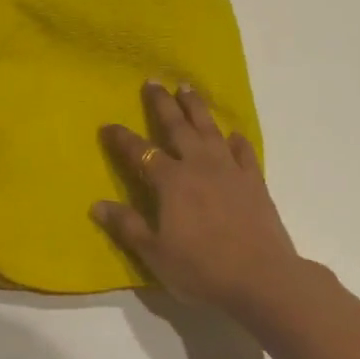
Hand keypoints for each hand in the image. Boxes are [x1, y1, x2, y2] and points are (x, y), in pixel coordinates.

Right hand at [95, 82, 306, 314]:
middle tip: (153, 81)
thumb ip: (127, 226)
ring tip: (187, 88)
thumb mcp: (155, 253)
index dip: (121, 138)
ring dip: (196, 107)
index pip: (140, 153)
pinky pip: (243, 152)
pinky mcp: (254, 181)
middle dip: (162, 103)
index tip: (107, 125)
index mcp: (171, 181)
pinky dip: (236, 141)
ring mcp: (229, 170)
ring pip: (209, 129)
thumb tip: (97, 204)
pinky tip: (233, 134)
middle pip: (177, 126)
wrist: (262, 277)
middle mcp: (199, 165)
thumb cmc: (202, 269)